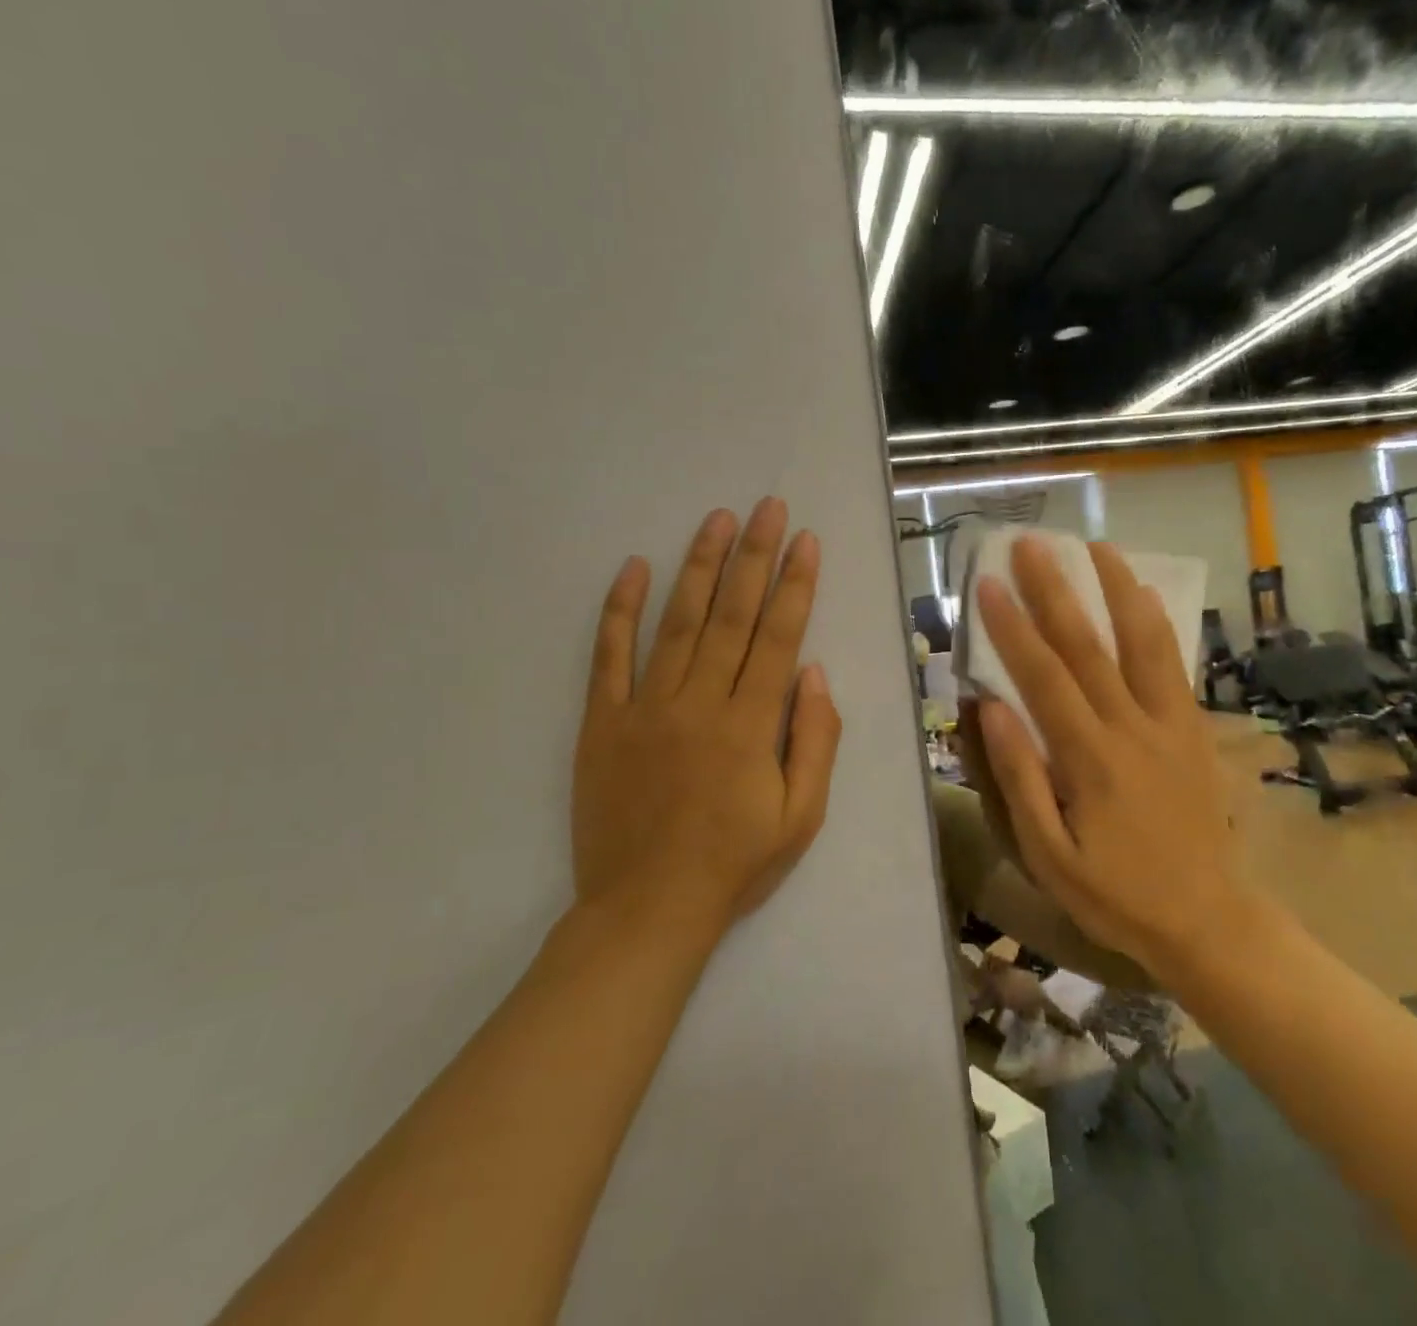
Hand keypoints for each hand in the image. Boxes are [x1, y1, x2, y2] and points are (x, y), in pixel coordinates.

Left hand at [571, 498, 841, 940]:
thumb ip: (815, 739)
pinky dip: (618, 610)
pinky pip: (608, 657)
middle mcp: (699, 702)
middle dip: (753, 555)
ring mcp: (645, 708)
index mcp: (750, 725)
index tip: (804, 540)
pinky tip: (632, 568)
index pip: (778, 636)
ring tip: (716, 520)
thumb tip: (812, 672)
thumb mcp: (802, 815)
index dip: (794, 584)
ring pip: (676, 622)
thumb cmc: (735, 864)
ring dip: (698, 566)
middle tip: (766, 506)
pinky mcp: (602, 722)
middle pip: (731, 614)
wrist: (646, 910)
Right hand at [973, 536, 1238, 981]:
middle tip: (1029, 544)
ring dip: (1117, 588)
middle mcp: (1131, 727)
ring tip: (1095, 546)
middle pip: (1088, 645)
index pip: (1043, 678)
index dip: (1012, 627)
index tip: (987, 584)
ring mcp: (1169, 722)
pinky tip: (1142, 593)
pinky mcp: (1191, 727)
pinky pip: (1173, 663)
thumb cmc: (1117, 893)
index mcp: (1090, 759)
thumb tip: (991, 709)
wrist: (1209, 918)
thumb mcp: (1051, 855)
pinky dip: (1156, 622)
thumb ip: (1020, 779)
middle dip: (1054, 589)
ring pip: (1142, 641)